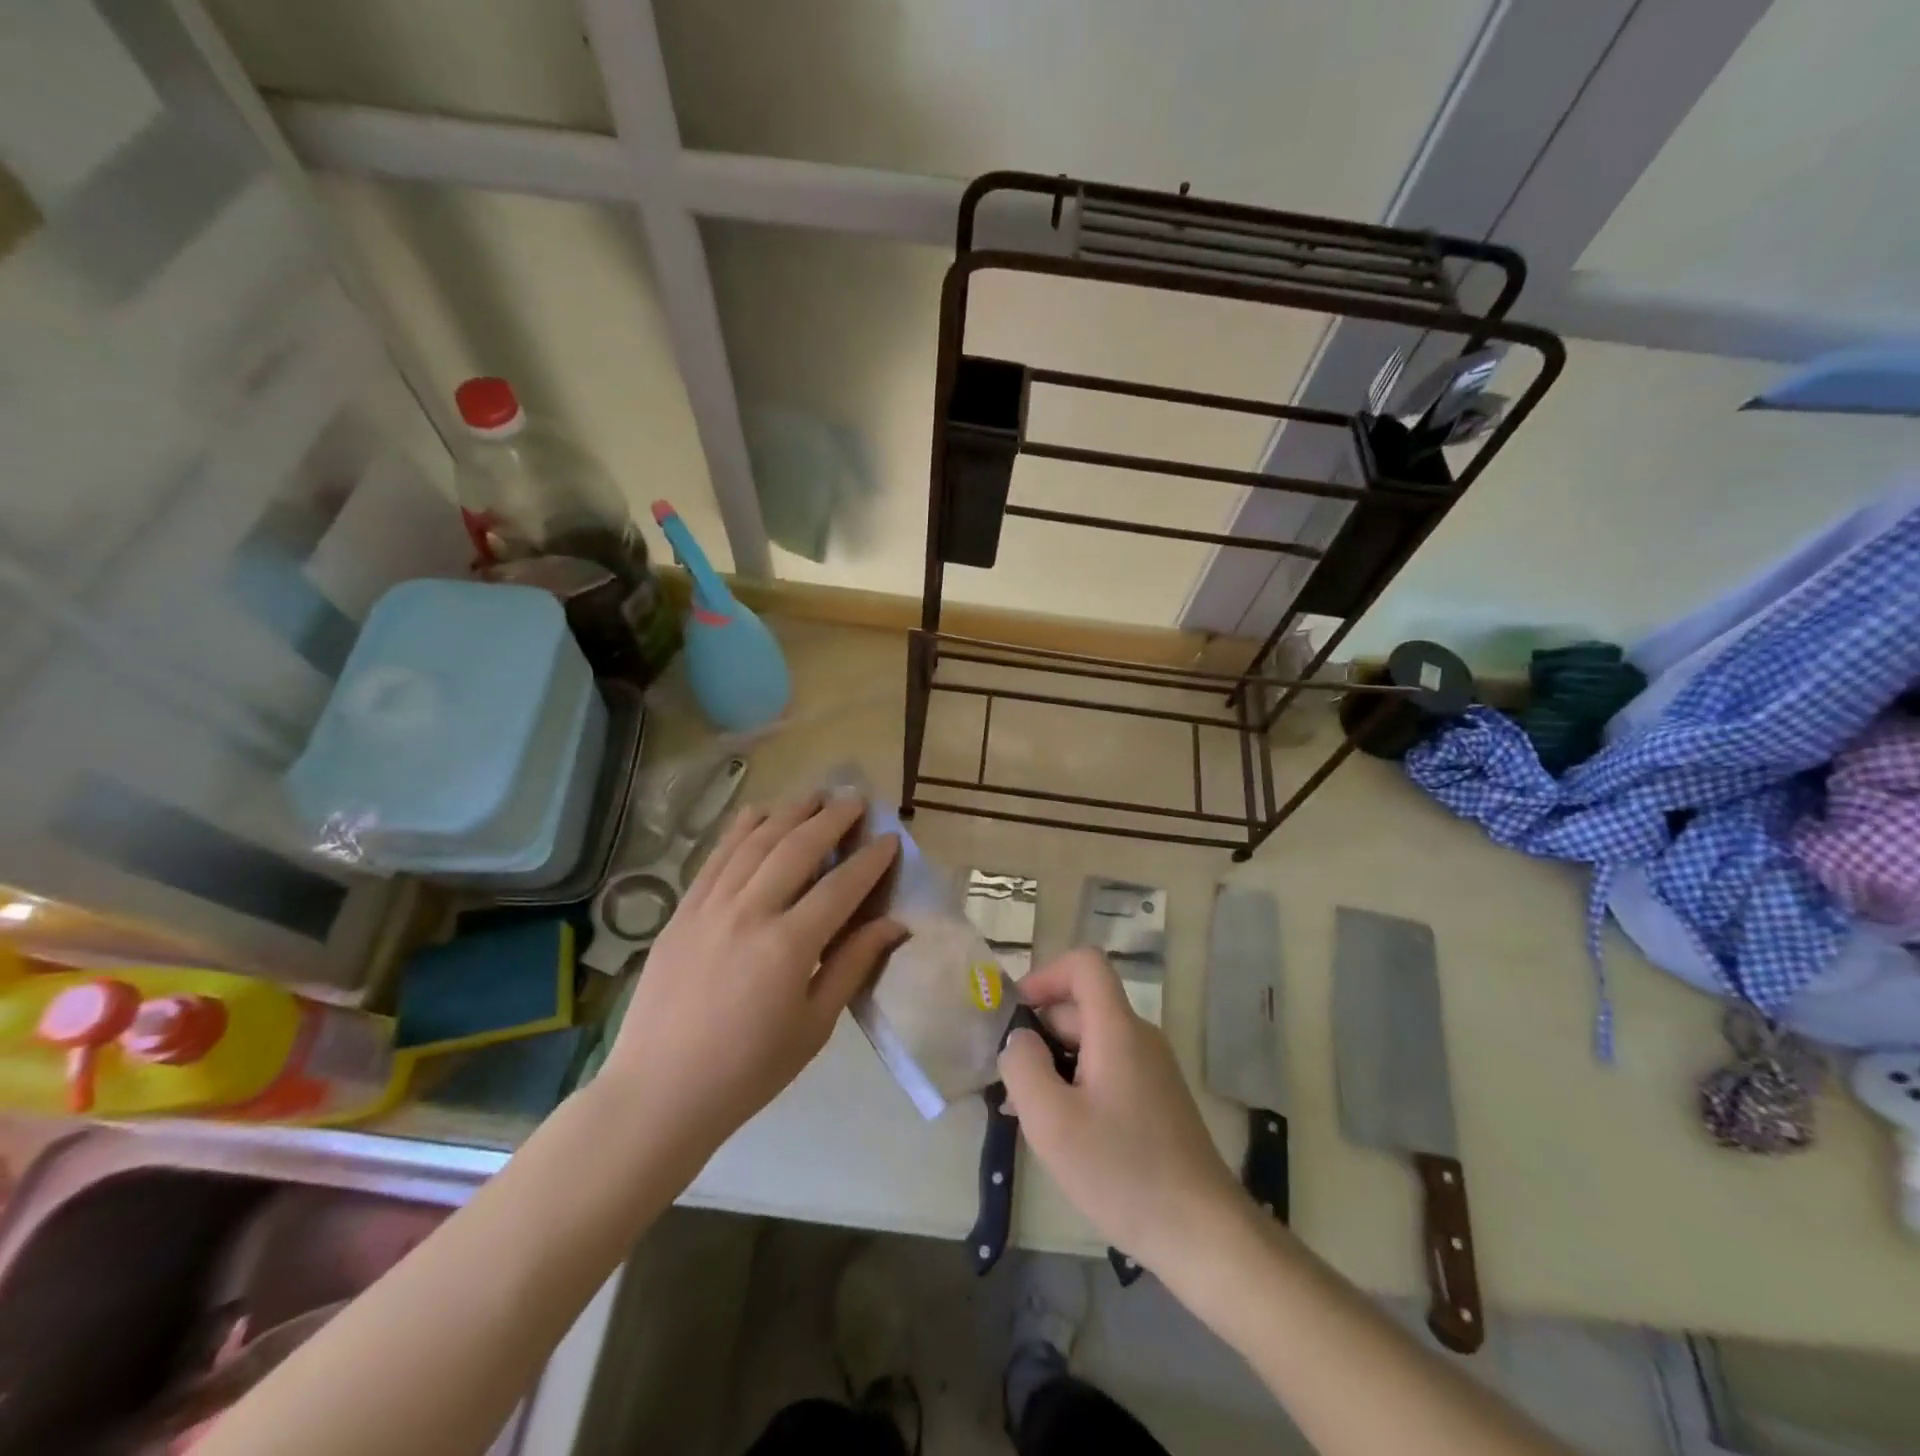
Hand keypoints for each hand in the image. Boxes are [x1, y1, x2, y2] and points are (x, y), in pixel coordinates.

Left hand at [602, 791, 902, 1155]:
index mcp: (789, 946)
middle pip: (798, 848)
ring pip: (756, 841)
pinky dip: (741, 828)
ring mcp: (710, 906)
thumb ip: (853, 966)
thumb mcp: (814, 1027)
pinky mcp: (682, 910)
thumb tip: (894, 924)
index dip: (870, 860)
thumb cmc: (747, 1071)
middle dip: (833, 818)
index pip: (841, 886)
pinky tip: (759, 811)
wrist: (658, 1093)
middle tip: (856, 800)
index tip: (890, 839)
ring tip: (815, 794)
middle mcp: (750, 912)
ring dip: (789, 812)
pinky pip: (716, 856)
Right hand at [1000, 948, 1247, 1276]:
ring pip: (1091, 1043)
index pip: (1084, 964)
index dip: (1045, 976)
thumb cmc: (1123, 1172)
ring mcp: (1151, 1069)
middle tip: (1010, 1084)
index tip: (1016, 1016)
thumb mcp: (1052, 1122)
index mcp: (1117, 1029)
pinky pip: (1108, 1071)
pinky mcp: (1156, 1099)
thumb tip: (1019, 1038)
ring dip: (1054, 1065)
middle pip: (1081, 1008)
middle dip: (1039, 1034)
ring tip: (1027, 1114)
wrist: (1204, 1235)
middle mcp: (1138, 1037)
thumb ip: (1023, 1066)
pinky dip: (1077, 1086)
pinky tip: (1061, 1132)